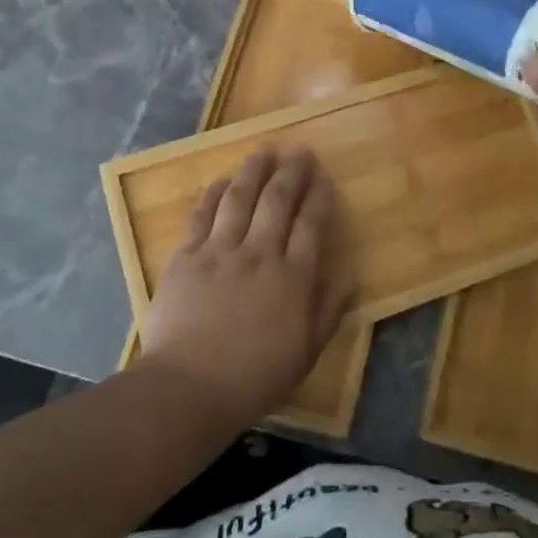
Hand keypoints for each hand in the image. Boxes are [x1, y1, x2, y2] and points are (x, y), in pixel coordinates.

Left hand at [139, 147, 350, 426]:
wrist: (187, 388)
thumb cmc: (253, 377)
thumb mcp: (305, 353)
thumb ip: (328, 310)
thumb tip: (350, 275)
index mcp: (293, 277)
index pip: (311, 224)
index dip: (319, 197)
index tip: (324, 177)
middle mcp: (259, 253)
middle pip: (278, 200)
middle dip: (292, 172)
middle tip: (300, 151)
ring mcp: (220, 251)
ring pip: (240, 198)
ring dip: (254, 170)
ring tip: (264, 150)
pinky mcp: (186, 256)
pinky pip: (202, 215)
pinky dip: (213, 193)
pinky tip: (221, 180)